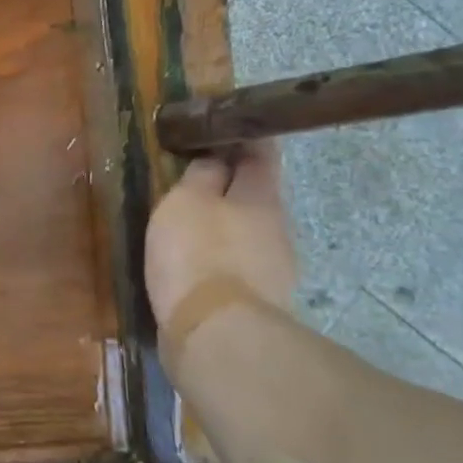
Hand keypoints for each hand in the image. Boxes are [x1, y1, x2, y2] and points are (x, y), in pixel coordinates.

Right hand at [144, 141, 297, 327]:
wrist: (216, 334)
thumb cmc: (197, 254)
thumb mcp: (185, 202)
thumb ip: (200, 176)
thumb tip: (215, 157)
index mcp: (262, 196)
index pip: (262, 152)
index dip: (244, 136)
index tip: (221, 128)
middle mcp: (278, 228)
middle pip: (256, 195)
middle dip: (230, 185)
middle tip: (193, 179)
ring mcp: (274, 268)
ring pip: (248, 232)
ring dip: (224, 224)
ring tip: (189, 224)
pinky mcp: (258, 301)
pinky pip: (238, 265)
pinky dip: (219, 257)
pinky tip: (195, 264)